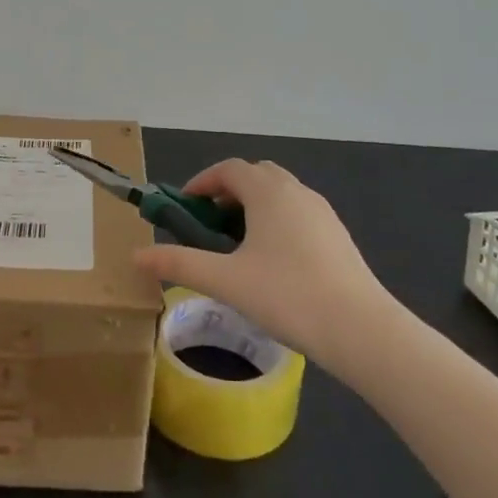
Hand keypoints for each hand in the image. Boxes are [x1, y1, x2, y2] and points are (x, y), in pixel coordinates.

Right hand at [133, 159, 392, 365]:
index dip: (202, 182)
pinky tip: (273, 262)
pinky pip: (298, 213)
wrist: (360, 328)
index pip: (229, 169)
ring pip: (280, 194)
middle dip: (228, 192)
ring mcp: (321, 211)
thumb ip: (179, 264)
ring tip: (238, 245)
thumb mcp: (225, 281)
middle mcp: (296, 190)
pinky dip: (277, 221)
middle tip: (209, 224)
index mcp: (267, 191)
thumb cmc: (286, 295)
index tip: (184, 206)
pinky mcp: (338, 234)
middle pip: (255, 176)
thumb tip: (136, 256)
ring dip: (254, 207)